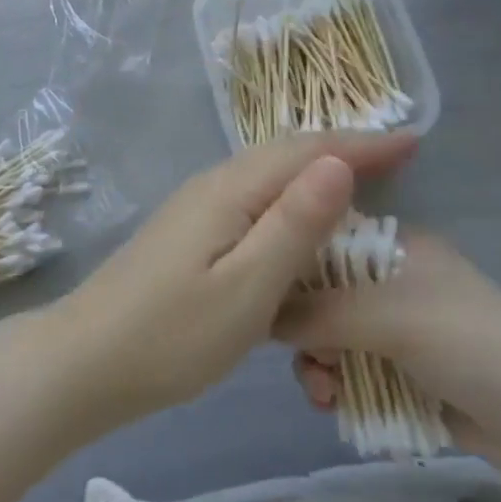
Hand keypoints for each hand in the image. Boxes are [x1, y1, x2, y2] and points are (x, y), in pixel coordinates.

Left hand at [46, 131, 418, 435]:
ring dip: (317, 170)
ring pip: (269, 171)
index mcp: (233, 189)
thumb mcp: (246, 288)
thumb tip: (340, 163)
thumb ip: (294, 224)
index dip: (364, 144)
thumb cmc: (172, 334)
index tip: (414, 142)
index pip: (309, 151)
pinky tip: (301, 221)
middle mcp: (216, 182)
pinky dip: (290, 195)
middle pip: (289, 152)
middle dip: (345, 149)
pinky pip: (254, 194)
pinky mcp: (190, 228)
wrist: (86, 359)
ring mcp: (198, 204)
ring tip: (362, 182)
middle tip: (398, 158)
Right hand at [275, 230, 500, 483]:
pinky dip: (340, 388)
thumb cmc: (470, 344)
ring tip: (325, 395)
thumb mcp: (389, 316)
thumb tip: (257, 312)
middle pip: (320, 294)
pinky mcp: (404, 373)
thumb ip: (320, 311)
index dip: (288, 263)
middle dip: (303, 329)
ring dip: (318, 365)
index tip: (262, 295)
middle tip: (304, 361)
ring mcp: (397, 328)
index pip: (321, 238)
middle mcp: (389, 279)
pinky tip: (339, 409)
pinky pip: (351, 373)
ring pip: (331, 338)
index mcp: (392, 245)